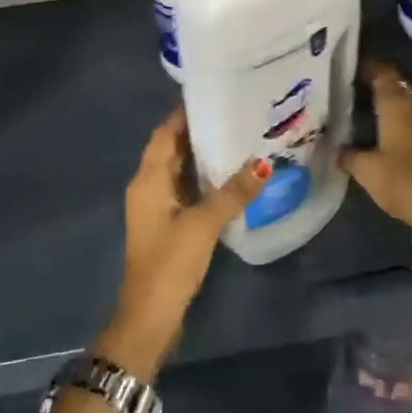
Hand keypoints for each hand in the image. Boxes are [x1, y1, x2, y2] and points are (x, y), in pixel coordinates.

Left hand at [97, 110, 267, 377]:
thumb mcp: (203, 224)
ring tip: (240, 138)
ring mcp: (158, 208)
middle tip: (235, 113)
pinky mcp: (169, 226)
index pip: (164, 133)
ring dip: (203, 157)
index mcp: (148, 180)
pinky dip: (205, 180)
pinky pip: (187, 191)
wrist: (149, 317)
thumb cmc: (170, 263)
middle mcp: (149, 187)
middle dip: (199, 132)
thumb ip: (233, 193)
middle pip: (172, 149)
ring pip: (181, 171)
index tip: (214, 95)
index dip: (184, 113)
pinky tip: (232, 178)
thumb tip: (263, 163)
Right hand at [340, 62, 411, 263]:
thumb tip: (338, 150)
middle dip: (384, 86)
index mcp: (397, 107)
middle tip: (362, 92)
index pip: (384, 75)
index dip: (371, 69)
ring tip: (379, 113)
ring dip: (399, 105)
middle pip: (400, 87)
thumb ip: (350, 156)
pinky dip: (410, 122)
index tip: (356, 69)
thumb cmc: (404, 182)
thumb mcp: (367, 172)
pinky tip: (398, 134)